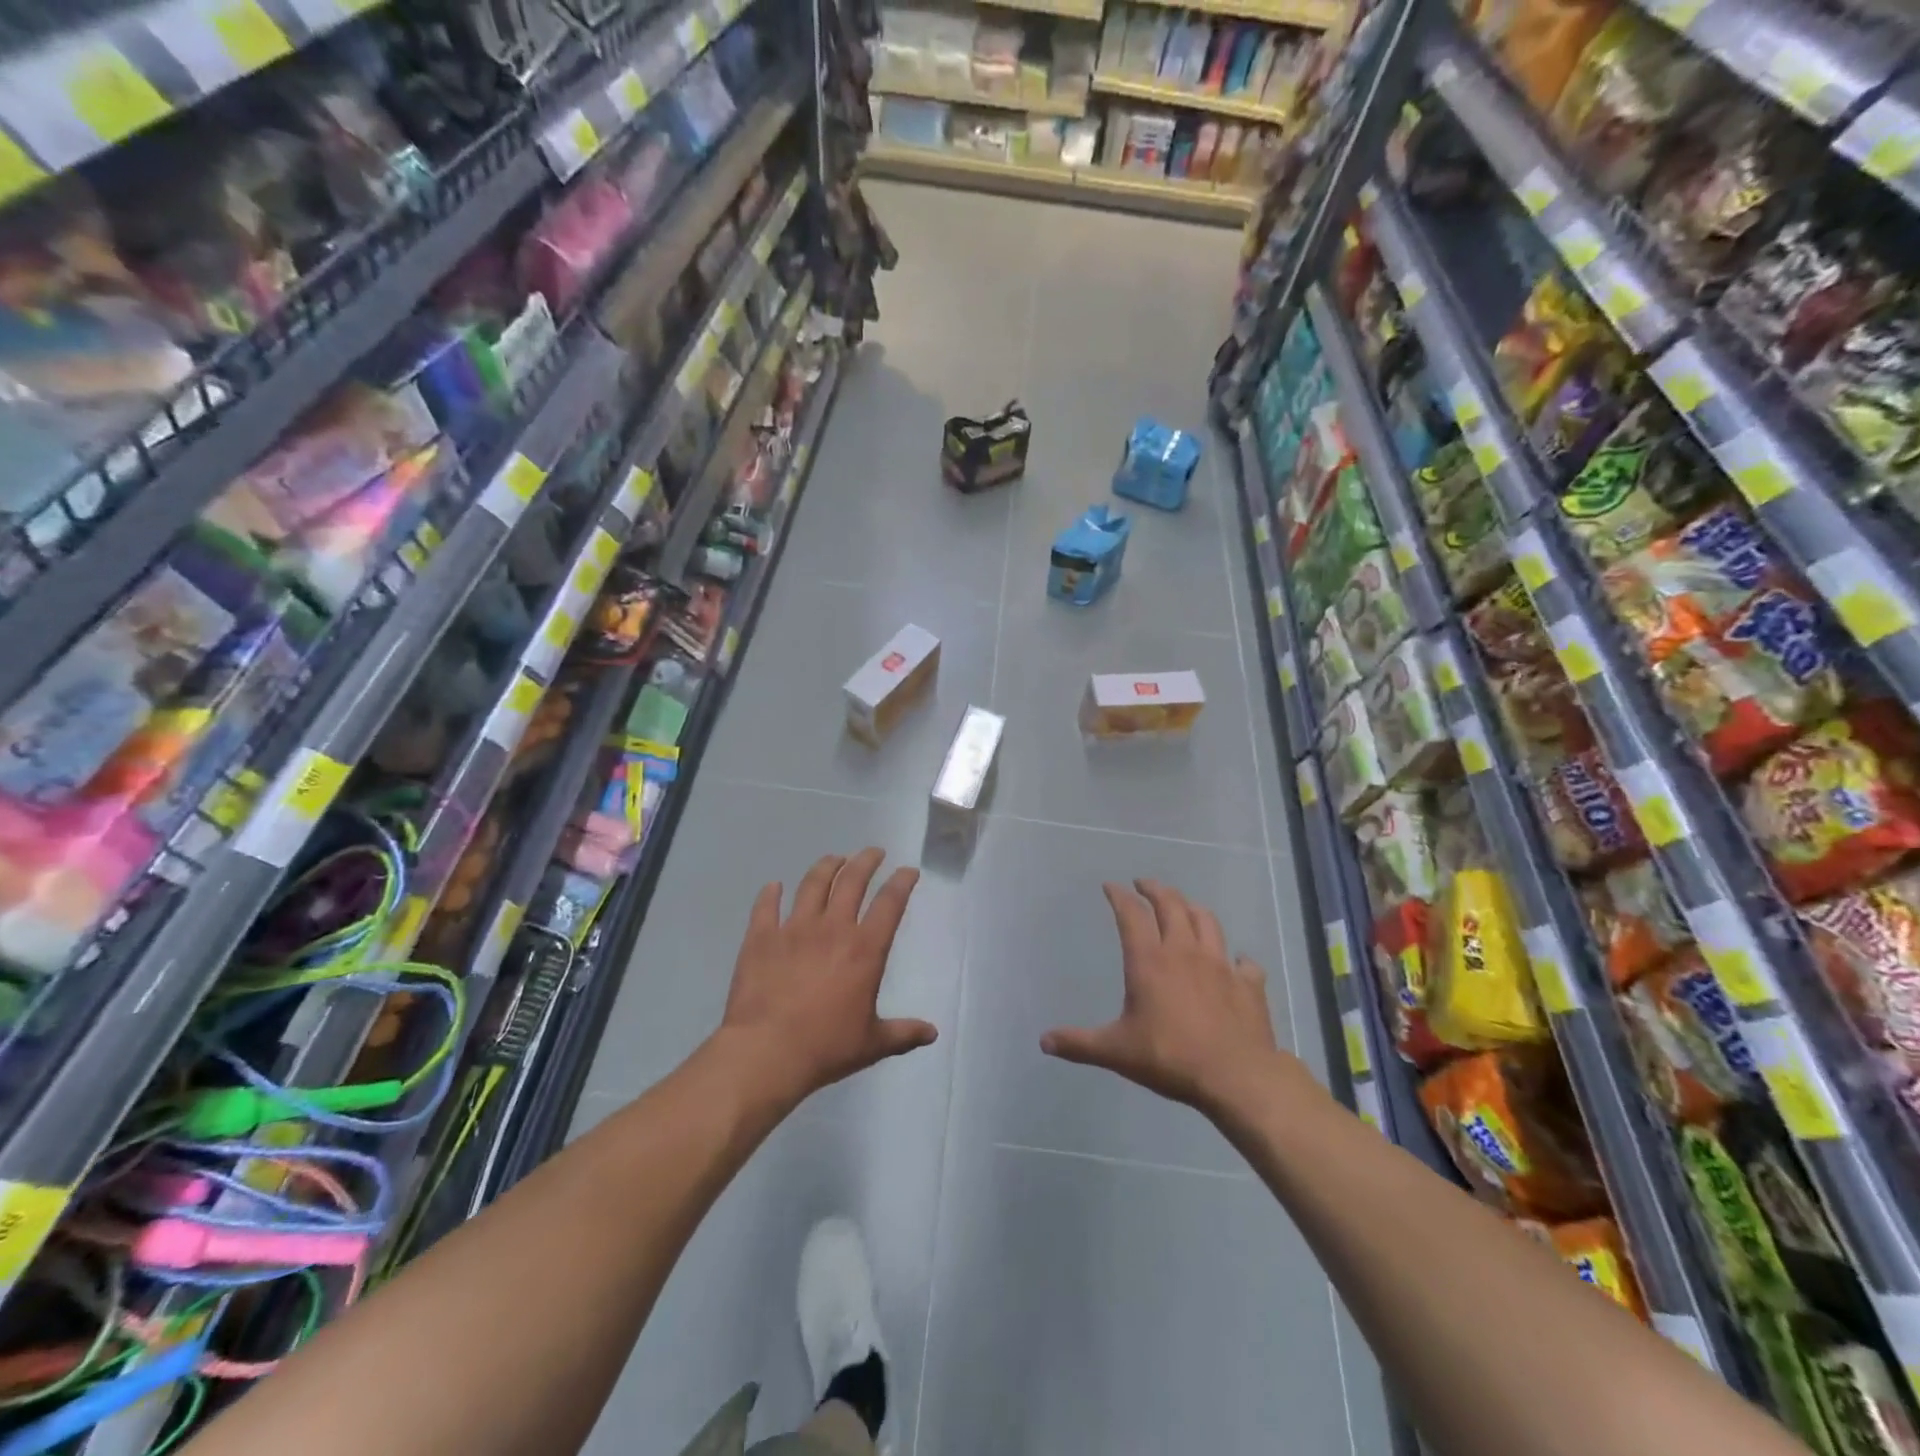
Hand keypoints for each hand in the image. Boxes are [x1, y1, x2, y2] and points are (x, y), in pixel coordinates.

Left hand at [718, 848, 936, 1107]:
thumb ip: (903, 1033)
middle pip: (852, 881)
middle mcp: (832, 928)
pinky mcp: (761, 937)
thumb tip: (932, 1033)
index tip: (908, 871)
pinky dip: (770, 893)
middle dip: (866, 861)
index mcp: (864, 949)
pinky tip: (773, 886)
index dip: (902, 882)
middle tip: (874, 853)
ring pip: (813, 884)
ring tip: (834, 858)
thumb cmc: (825, 1048)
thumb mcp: (872, 1044)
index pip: (890, 903)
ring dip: (827, 866)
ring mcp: (794, 929)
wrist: (766, 1052)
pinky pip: (766, 906)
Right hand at [1042, 880, 1291, 1119]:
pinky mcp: (1248, 984)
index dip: (1119, 896)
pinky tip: (1235, 962)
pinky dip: (1237, 958)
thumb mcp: (1116, 1051)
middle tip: (1143, 884)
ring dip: (1192, 908)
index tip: (1110, 886)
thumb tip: (1044, 1042)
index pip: (1131, 914)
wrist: (1236, 1077)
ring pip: (1207, 921)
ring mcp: (1220, 964)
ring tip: (1184, 907)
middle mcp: (1184, 951)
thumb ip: (1079, 1044)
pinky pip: (1244, 962)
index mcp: (1149, 961)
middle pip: (1171, 905)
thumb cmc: (1169, 1057)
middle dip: (1155, 889)